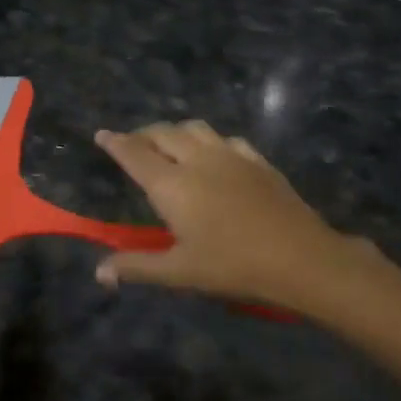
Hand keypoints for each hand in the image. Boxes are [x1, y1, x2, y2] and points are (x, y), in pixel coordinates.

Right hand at [93, 121, 378, 312]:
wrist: (300, 257)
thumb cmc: (233, 266)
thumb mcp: (180, 272)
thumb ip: (138, 267)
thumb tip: (100, 273)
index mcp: (172, 184)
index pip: (134, 154)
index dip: (115, 143)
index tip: (101, 134)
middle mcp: (197, 160)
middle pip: (163, 133)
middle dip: (142, 134)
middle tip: (132, 144)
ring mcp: (231, 156)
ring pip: (195, 128)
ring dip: (175, 131)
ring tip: (169, 143)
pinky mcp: (257, 160)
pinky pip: (226, 139)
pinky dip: (209, 141)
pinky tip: (215, 155)